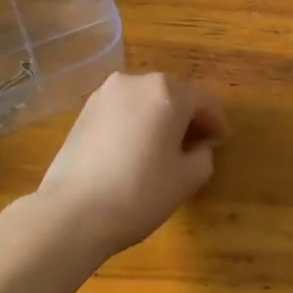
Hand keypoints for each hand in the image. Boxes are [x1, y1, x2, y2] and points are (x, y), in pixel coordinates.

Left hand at [34, 72, 226, 255]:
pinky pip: (122, 109)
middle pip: (173, 94)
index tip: (221, 142)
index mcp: (168, 92)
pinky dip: (134, 122)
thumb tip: (199, 147)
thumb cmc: (139, 192)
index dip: (216, 122)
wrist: (72, 211)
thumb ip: (203, 156)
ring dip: (159, 117)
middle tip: (195, 144)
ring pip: (145, 100)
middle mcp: (138, 81)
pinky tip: (133, 149)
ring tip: (162, 147)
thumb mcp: (186, 180)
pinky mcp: (85, 109)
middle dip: (187, 116)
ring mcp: (107, 92)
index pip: (203, 101)